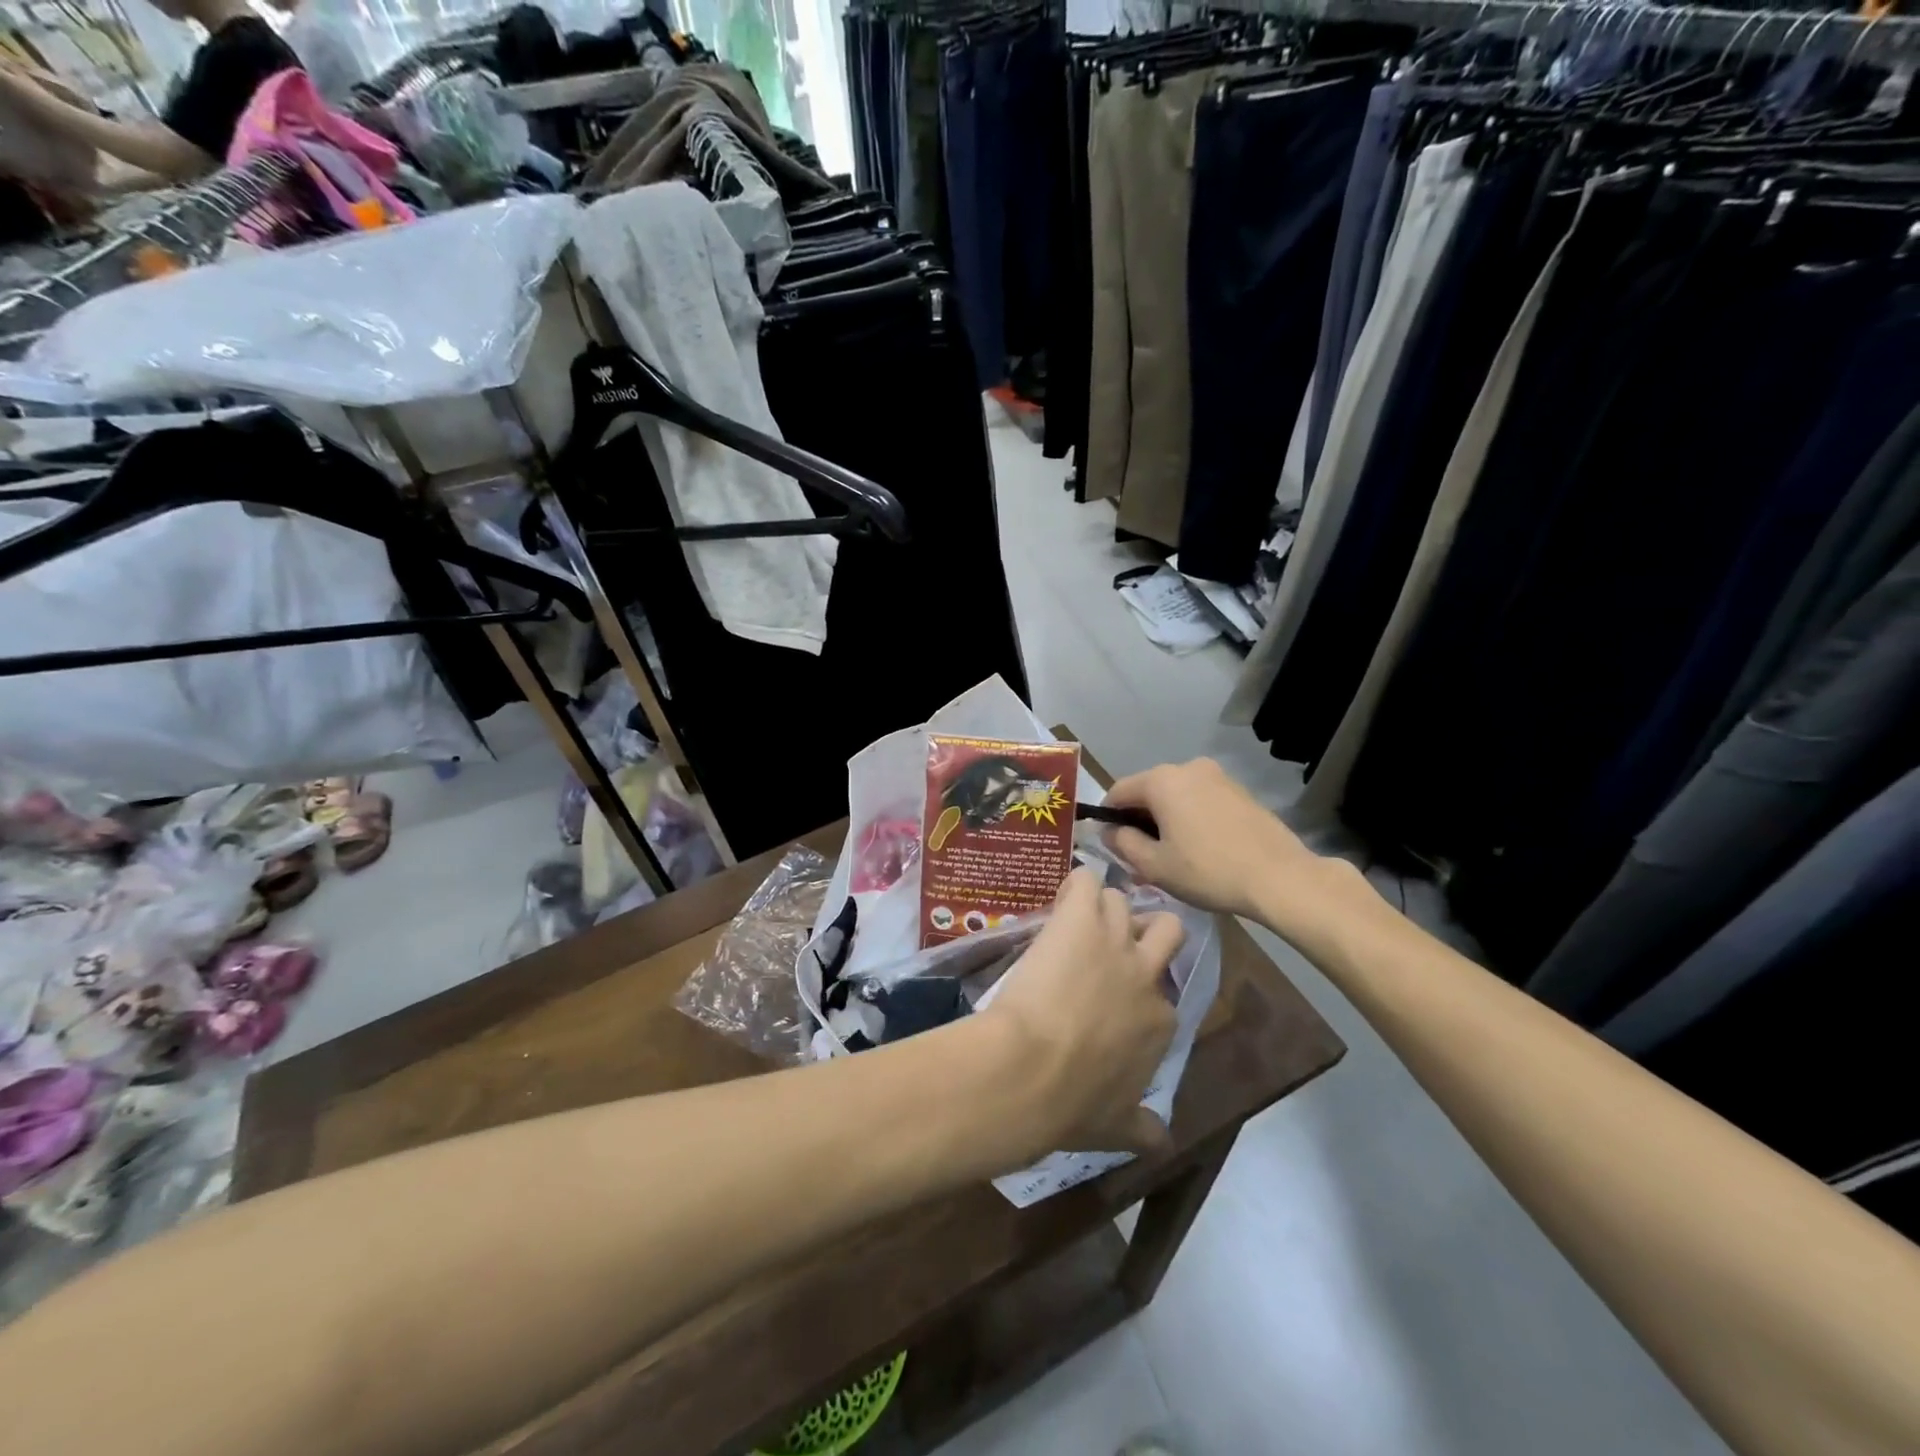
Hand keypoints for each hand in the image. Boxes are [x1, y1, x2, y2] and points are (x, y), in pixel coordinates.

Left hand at [980, 868, 1184, 1159]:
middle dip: (1146, 929)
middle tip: (1112, 939)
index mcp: (1158, 1024)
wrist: (1031, 1070)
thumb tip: (1161, 1141)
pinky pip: (1086, 880)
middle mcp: (1146, 976)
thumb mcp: (1114, 1127)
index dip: (1139, 990)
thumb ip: (1141, 1128)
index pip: (1162, 993)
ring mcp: (1115, 941)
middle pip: (1167, 930)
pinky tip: (1059, 899)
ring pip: (1122, 900)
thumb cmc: (1070, 1104)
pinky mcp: (1080, 917)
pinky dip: (1074, 885)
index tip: (1113, 996)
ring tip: (1073, 918)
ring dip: (1101, 907)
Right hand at [1102, 758, 1335, 922]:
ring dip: (1166, 818)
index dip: (1107, 817)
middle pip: (1148, 790)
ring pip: (1175, 795)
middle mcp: (1187, 767)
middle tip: (1139, 855)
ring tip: (1171, 854)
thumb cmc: (1208, 871)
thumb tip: (1109, 831)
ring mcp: (1217, 776)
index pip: (1118, 791)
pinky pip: (1200, 799)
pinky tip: (1199, 847)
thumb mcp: (1154, 865)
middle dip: (1138, 819)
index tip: (1110, 844)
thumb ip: (1123, 843)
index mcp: (1162, 780)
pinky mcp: (1239, 790)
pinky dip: (1190, 817)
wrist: (1280, 877)